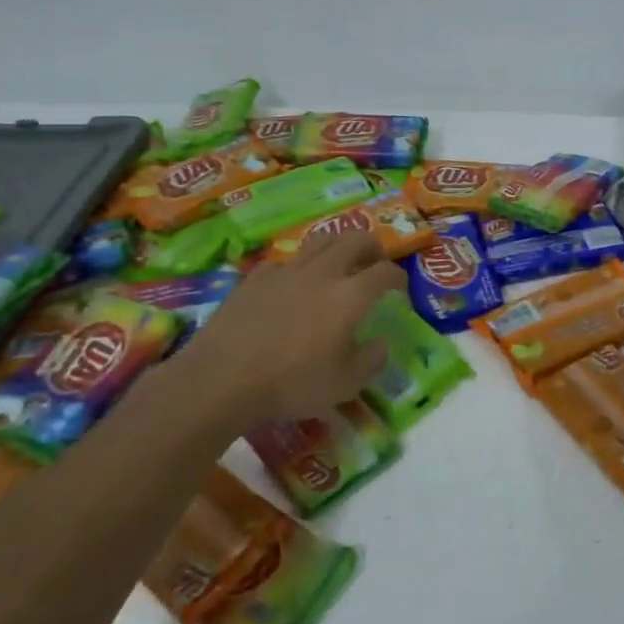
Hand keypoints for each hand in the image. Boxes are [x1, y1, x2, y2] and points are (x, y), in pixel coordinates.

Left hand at [155, 231, 405, 431]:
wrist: (222, 378)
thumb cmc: (291, 384)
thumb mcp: (344, 384)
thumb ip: (371, 360)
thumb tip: (382, 343)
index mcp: (350, 296)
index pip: (384, 272)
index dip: (398, 276)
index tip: (401, 287)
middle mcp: (322, 273)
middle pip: (355, 239)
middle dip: (372, 247)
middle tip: (374, 261)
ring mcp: (286, 271)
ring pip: (320, 240)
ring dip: (337, 245)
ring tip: (339, 261)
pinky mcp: (256, 278)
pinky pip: (285, 260)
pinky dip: (298, 266)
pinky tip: (293, 282)